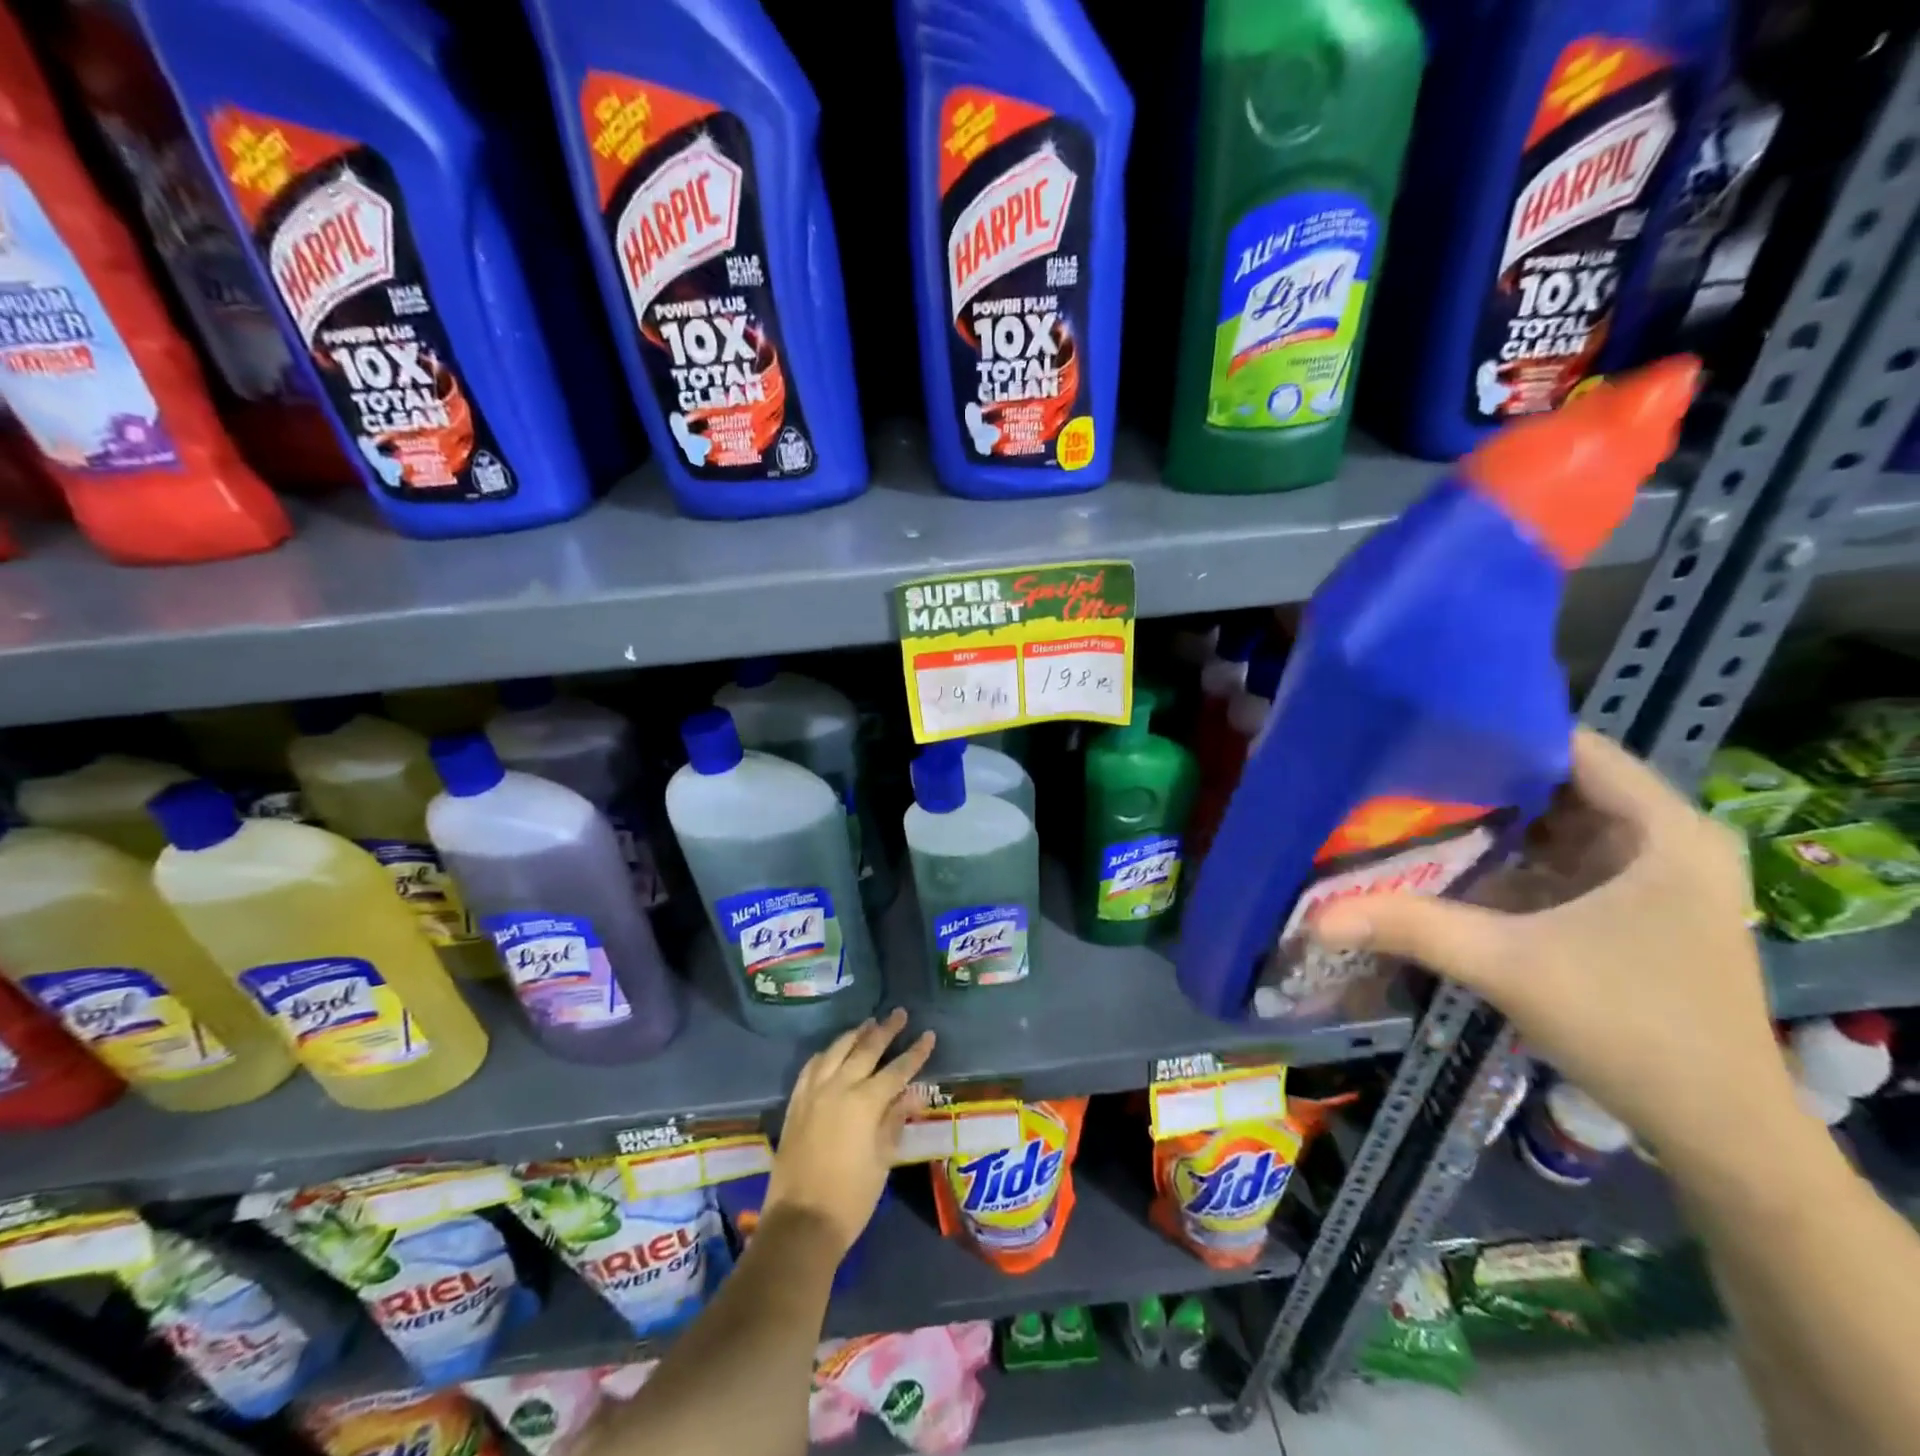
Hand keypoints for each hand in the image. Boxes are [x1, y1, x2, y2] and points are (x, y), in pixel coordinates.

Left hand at [766, 1009, 935, 1256]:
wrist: (801, 1223)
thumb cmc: (851, 1197)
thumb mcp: (883, 1159)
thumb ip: (896, 1119)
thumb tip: (916, 1092)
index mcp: (865, 1102)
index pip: (897, 1069)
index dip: (915, 1052)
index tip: (928, 1035)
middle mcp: (839, 1087)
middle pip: (866, 1049)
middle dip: (886, 1029)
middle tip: (899, 1014)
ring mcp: (813, 1092)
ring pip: (837, 1050)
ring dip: (855, 1034)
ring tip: (869, 1024)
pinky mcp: (796, 1102)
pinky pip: (812, 1066)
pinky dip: (827, 1053)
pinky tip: (833, 1051)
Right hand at [1314, 728, 1795, 1163]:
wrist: (1719, 1133)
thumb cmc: (1632, 1028)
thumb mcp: (1510, 965)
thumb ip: (1413, 927)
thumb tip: (1317, 915)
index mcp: (1664, 832)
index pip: (1573, 747)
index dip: (1498, 736)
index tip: (1422, 737)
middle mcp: (1667, 841)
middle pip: (1560, 784)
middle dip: (1481, 781)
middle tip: (1401, 776)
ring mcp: (1655, 878)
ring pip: (1557, 825)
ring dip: (1492, 823)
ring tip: (1413, 808)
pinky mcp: (1635, 911)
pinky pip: (1560, 862)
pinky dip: (1509, 858)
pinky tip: (1452, 861)